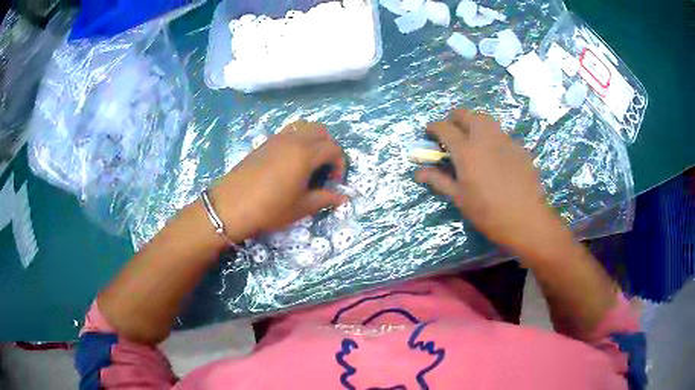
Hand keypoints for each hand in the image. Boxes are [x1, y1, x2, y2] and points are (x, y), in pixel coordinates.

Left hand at [209, 120, 346, 241]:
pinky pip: (288, 131)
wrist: (231, 205)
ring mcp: (277, 138)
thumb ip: (324, 198)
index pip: (334, 148)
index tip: (333, 182)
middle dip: (329, 147)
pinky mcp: (265, 142)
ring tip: (309, 161)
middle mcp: (293, 140)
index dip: (340, 164)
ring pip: (304, 126)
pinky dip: (298, 139)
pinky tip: (291, 161)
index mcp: (305, 154)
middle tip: (324, 169)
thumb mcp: (301, 207)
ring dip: (313, 139)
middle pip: (321, 131)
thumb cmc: (269, 208)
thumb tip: (343, 197)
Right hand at [415, 109, 564, 255]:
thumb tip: (418, 172)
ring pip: (485, 119)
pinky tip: (494, 154)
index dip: (433, 127)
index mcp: (466, 151)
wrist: (526, 219)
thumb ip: (439, 180)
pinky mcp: (519, 147)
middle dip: (454, 119)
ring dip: (474, 122)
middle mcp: (484, 138)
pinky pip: (501, 133)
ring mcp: (504, 140)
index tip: (429, 133)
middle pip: (465, 114)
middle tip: (451, 133)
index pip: (444, 128)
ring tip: (472, 139)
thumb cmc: (488, 212)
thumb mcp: (460, 198)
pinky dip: (491, 136)